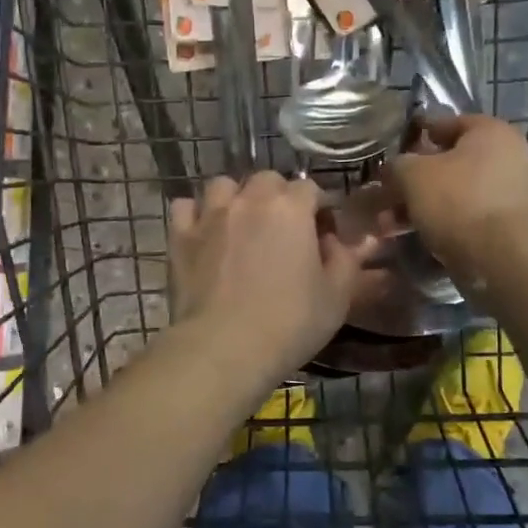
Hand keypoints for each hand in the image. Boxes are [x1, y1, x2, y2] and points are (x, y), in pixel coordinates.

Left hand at [167, 173, 374, 379]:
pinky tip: (205, 233)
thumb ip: (346, 260)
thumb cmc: (289, 324)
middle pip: (267, 180)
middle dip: (279, 197)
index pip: (311, 189)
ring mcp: (210, 215)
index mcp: (291, 209)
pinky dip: (196, 214)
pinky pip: (185, 207)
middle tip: (283, 232)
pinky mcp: (180, 237)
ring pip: (224, 186)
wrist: (223, 348)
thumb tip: (343, 241)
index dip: (319, 210)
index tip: (322, 236)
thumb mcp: (336, 297)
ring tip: (242, 225)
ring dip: (237, 198)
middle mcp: (249, 200)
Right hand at [387, 115, 527, 280]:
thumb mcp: (412, 175)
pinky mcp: (509, 225)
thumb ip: (398, 165)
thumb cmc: (457, 201)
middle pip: (450, 162)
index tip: (393, 149)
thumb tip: (394, 169)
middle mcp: (509, 156)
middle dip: (415, 180)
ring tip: (392, 224)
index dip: (417, 134)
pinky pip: (467, 216)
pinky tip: (416, 236)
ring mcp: (512, 192)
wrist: (500, 256)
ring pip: (456, 193)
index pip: (447, 122)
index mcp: (491, 132)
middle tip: (388, 194)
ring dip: (423, 205)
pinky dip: (442, 222)